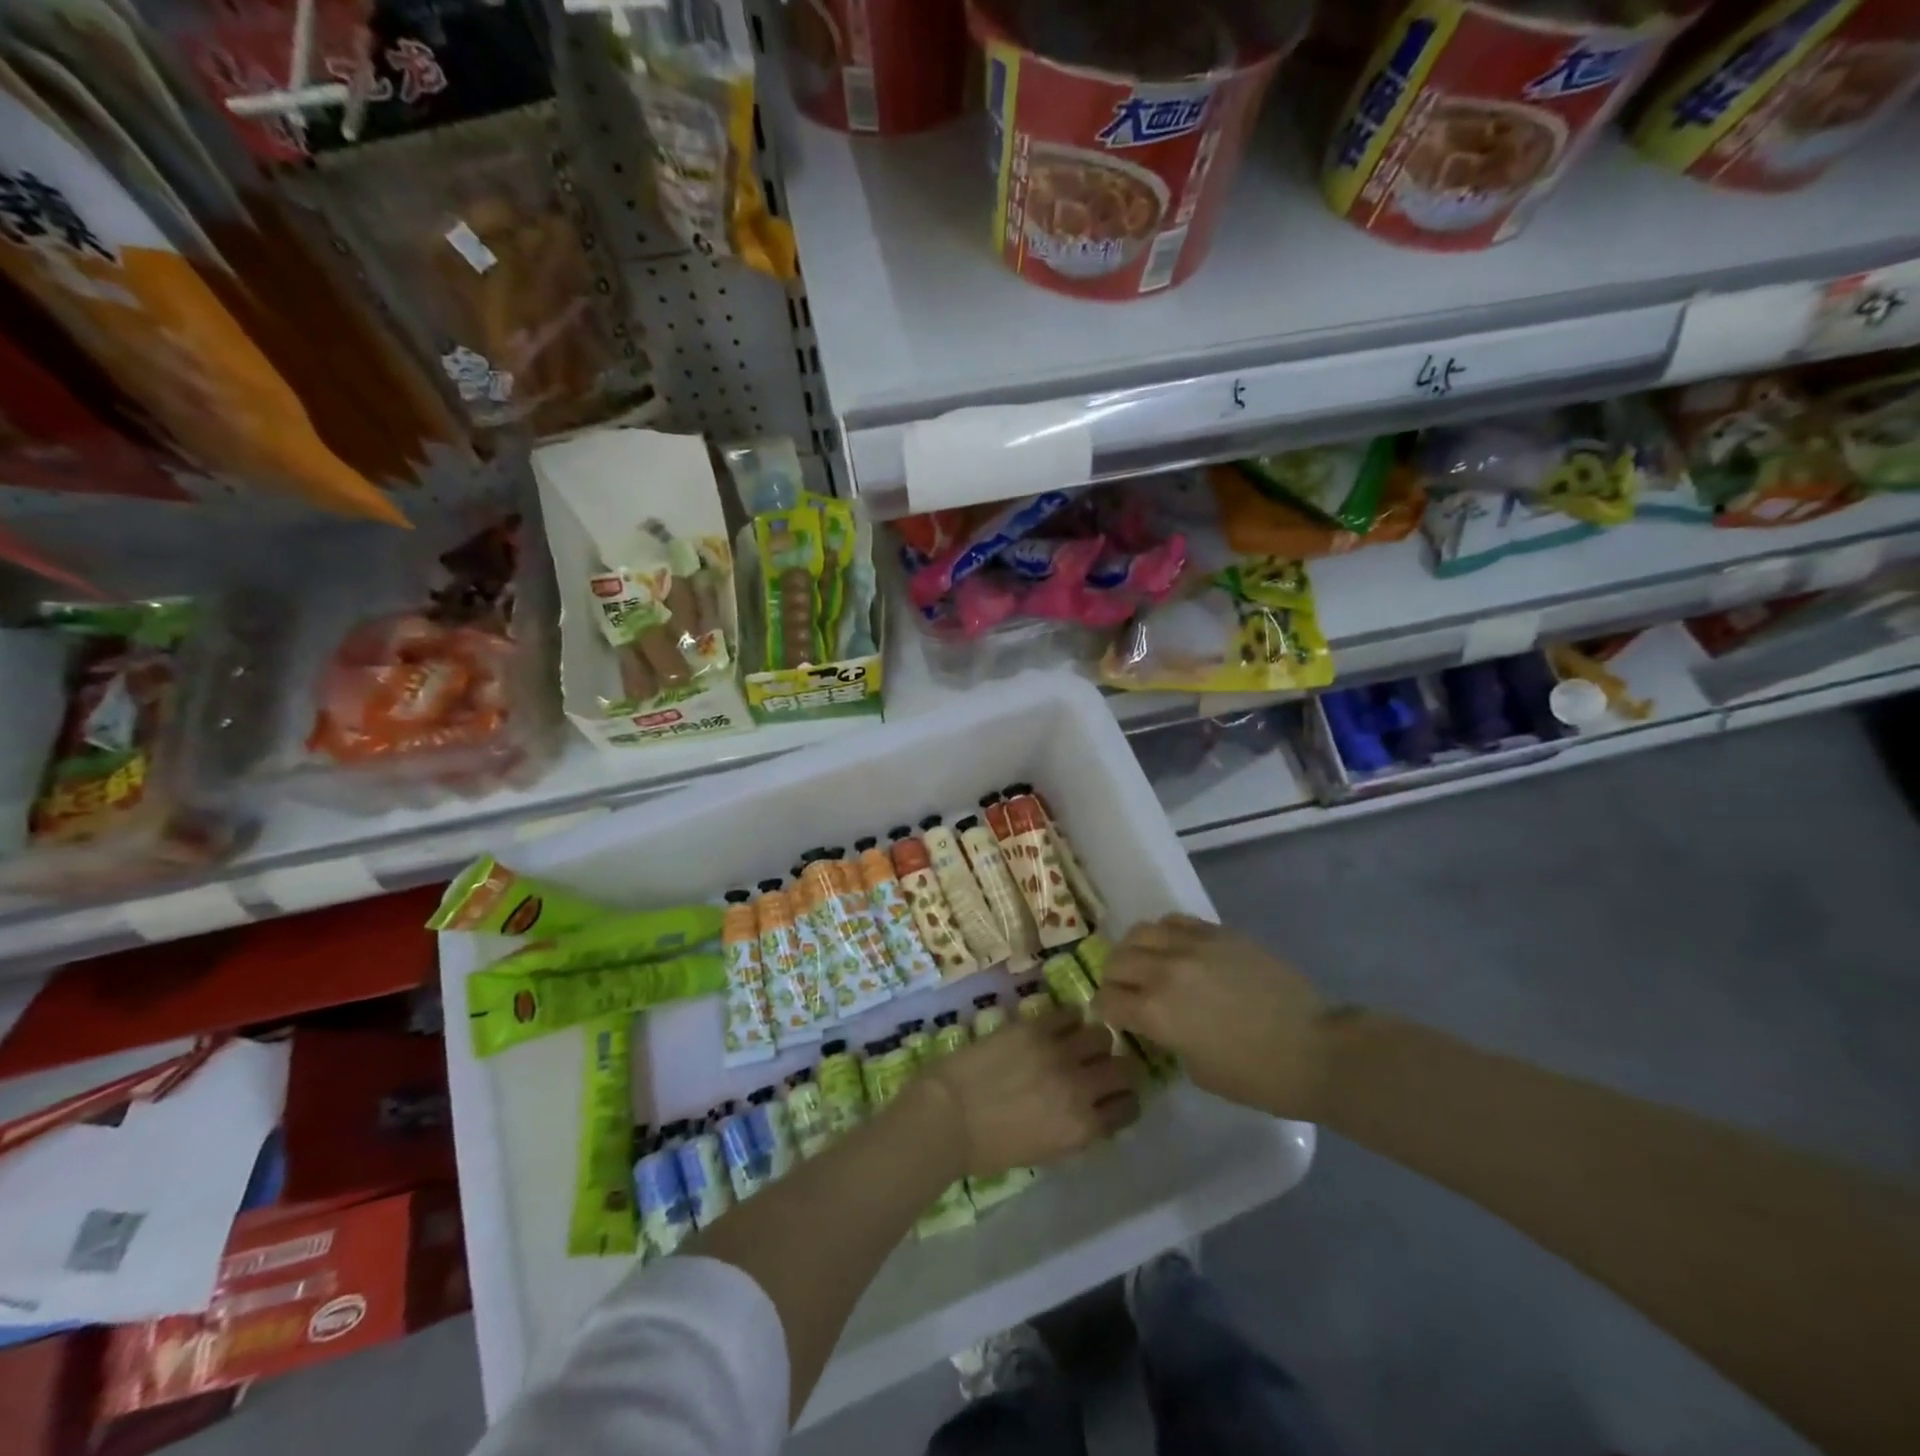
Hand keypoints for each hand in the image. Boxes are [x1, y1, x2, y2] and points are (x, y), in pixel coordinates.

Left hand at [918, 1009, 1141, 1178]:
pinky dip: (1069, 1018)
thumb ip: (1077, 1130)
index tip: (1117, 1095)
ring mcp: (1058, 1053)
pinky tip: (1059, 1025)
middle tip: (1101, 1066)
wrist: (947, 1117)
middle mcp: (1079, 1088)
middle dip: (1118, 1068)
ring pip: (1101, 1035)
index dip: (1126, 1100)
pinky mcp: (1035, 1027)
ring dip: (1094, 1041)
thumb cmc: (990, 1147)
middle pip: (1125, 1068)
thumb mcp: (1046, 1152)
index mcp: (1082, 1128)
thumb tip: (1095, 1110)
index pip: (1128, 1108)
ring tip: (1078, 1043)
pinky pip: (1069, 1012)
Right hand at [1092, 915, 1335, 1119]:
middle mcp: (1165, 971)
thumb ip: (1167, 1037)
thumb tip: (1159, 1021)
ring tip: (1147, 962)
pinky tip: (1176, 949)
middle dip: (1115, 979)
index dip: (1105, 1010)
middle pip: (1117, 960)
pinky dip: (1166, 934)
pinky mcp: (1219, 932)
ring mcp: (1193, 946)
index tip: (1112, 1016)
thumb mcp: (1197, 1069)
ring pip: (1140, 932)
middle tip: (1126, 990)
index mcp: (1156, 1012)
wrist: (1316, 1049)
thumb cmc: (1257, 1077)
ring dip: (1135, 950)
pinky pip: (1175, 921)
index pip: (1108, 1000)